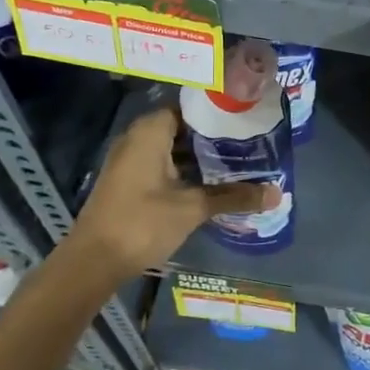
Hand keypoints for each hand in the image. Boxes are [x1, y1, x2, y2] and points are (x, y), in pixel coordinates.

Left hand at [63, 107, 274, 280]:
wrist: (92, 262)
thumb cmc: (142, 222)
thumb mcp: (192, 208)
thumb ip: (234, 196)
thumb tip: (277, 193)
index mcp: (151, 131)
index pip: (192, 106)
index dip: (220, 111)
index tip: (248, 116)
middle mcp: (138, 137)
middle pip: (184, 127)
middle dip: (215, 135)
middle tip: (251, 140)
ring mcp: (131, 159)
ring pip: (174, 147)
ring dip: (202, 155)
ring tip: (240, 160)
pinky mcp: (130, 180)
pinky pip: (164, 163)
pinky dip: (186, 169)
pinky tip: (212, 182)